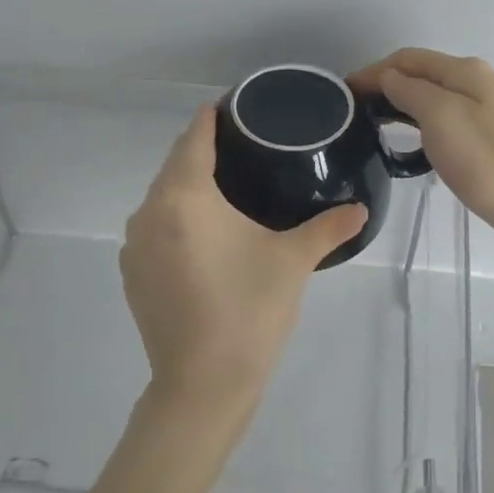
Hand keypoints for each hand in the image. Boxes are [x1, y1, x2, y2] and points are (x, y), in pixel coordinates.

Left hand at [120, 104, 367, 420]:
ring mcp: (135, 246)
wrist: (202, 385)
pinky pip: (154, 226)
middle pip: (175, 164)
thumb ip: (328, 227)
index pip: (194, 138)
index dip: (213, 117)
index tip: (237, 107)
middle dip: (203, 149)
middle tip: (244, 145)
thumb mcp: (293, 261)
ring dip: (188, 185)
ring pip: (161, 197)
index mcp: (184, 198)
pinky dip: (176, 217)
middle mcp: (149, 212)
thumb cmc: (249, 311)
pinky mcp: (133, 274)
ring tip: (228, 186)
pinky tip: (204, 233)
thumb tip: (361, 209)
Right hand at [350, 48, 493, 243]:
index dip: (374, 71)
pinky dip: (424, 120)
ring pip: (437, 95)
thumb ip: (411, 91)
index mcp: (466, 71)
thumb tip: (389, 77)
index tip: (344, 92)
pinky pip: (450, 116)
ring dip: (405, 102)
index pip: (408, 59)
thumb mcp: (440, 117)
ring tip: (377, 124)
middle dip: (387, 84)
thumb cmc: (486, 160)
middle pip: (424, 73)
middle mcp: (481, 80)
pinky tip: (417, 140)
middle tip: (356, 111)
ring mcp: (493, 107)